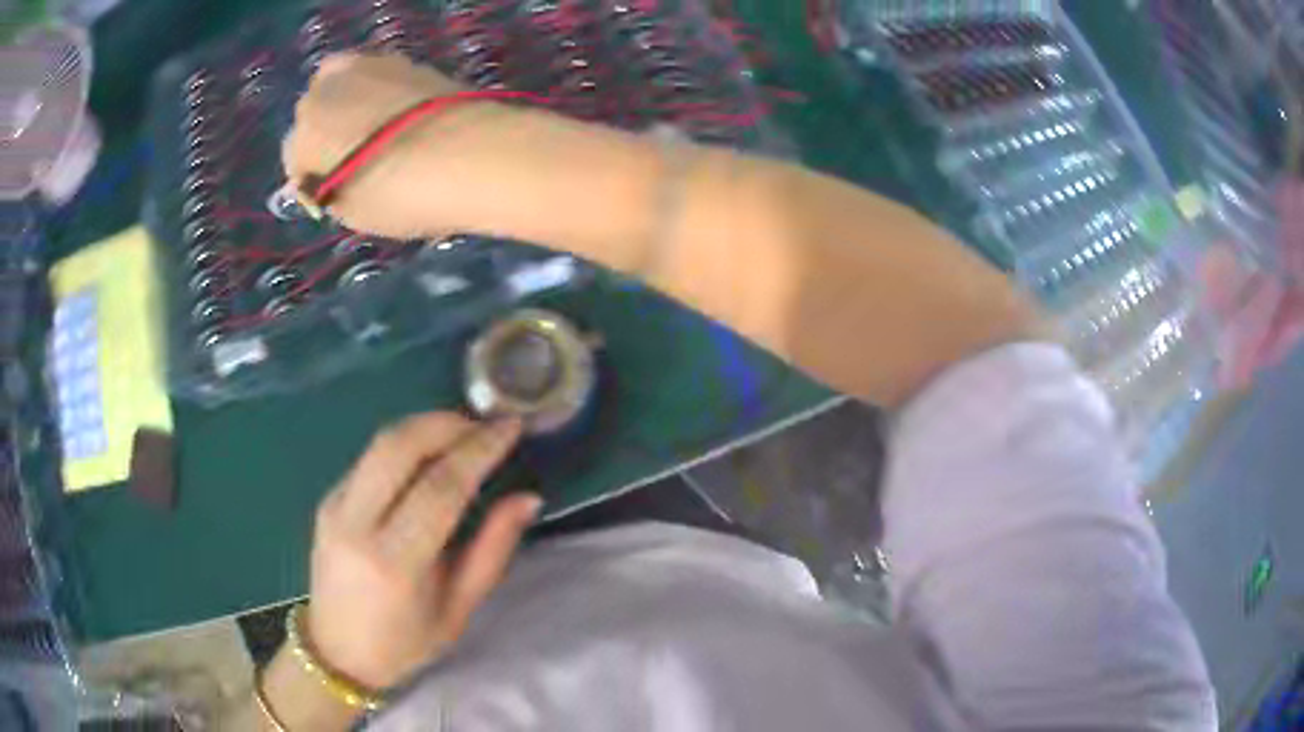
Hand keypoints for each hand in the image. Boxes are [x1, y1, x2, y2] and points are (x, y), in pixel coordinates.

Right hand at [282, 52, 525, 237]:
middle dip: (326, 133)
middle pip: (316, 111)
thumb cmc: (403, 194)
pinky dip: (383, 94)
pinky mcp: (409, 59)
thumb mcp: (354, 212)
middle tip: (351, 160)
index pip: (295, 158)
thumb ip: (332, 193)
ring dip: (351, 105)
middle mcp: (330, 88)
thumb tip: (332, 182)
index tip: (332, 195)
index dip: (312, 180)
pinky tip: (403, 117)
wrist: (475, 153)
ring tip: (377, 134)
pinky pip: (380, 77)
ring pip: (345, 84)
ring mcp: (371, 65)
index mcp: (306, 131)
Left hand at [305, 412, 540, 690]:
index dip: (479, 450)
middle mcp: (356, 525)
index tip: (511, 426)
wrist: (337, 654)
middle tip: (484, 424)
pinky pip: (369, 459)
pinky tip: (427, 457)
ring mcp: (334, 508)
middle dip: (447, 423)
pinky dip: (404, 446)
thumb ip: (493, 550)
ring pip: (379, 443)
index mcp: (395, 563)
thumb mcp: (460, 608)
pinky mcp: (326, 501)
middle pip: (399, 447)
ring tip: (462, 432)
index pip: (440, 487)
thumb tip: (528, 498)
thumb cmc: (406, 643)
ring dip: (424, 427)